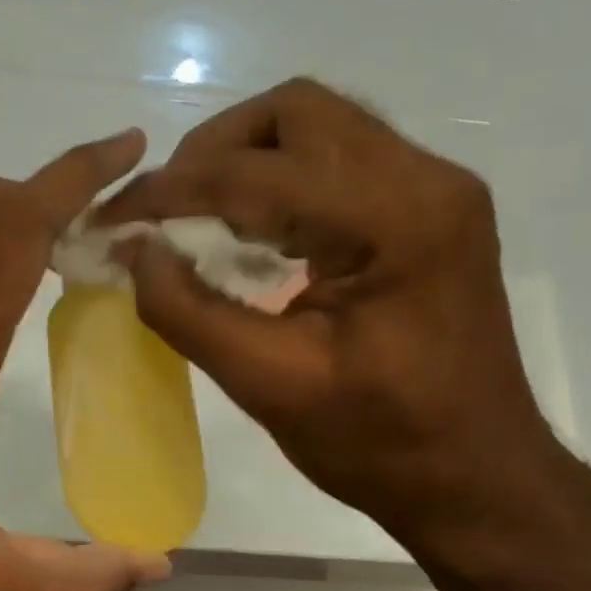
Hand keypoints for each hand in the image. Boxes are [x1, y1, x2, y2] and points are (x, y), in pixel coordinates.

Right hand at [96, 78, 561, 551]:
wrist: (477, 478)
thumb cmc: (380, 444)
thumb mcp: (270, 385)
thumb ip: (189, 311)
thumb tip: (133, 249)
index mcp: (395, 221)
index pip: (258, 173)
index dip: (171, 190)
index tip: (112, 218)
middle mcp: (425, 179)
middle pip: (296, 112)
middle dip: (212, 152)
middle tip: (165, 210)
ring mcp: (435, 189)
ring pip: (318, 127)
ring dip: (246, 161)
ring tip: (198, 219)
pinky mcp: (429, 210)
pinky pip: (339, 161)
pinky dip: (281, 182)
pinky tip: (252, 234)